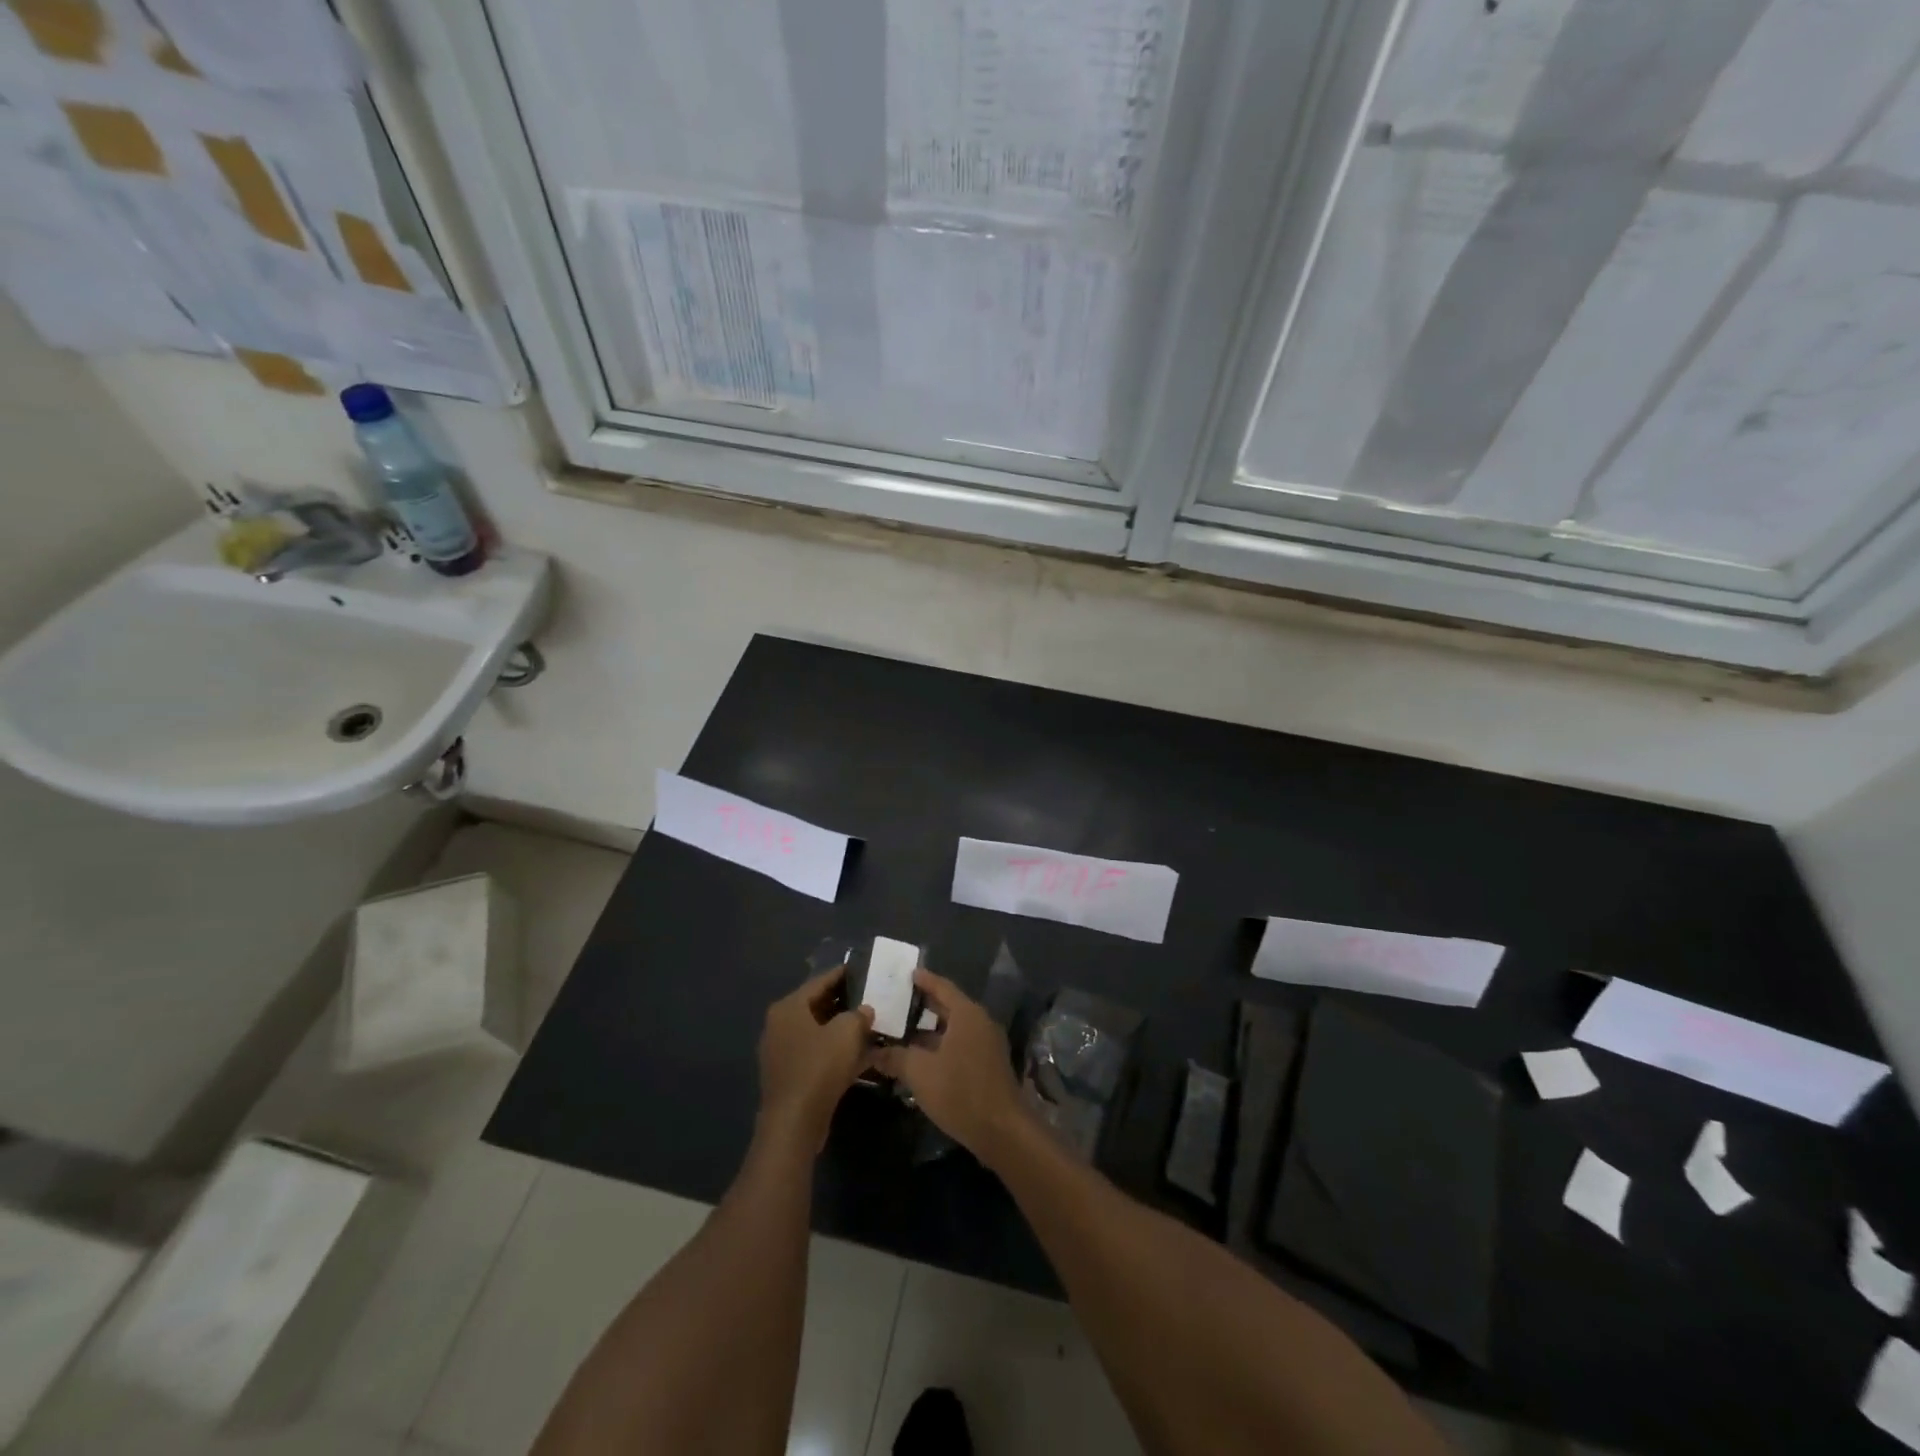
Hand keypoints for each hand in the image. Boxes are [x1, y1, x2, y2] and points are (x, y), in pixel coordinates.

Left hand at [756, 966, 873, 1152]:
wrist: (795, 1123)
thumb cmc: (818, 1067)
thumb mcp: (846, 1032)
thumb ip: (858, 1014)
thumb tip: (864, 1010)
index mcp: (788, 1008)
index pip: (819, 981)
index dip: (843, 974)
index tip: (864, 970)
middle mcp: (780, 1025)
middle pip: (818, 1006)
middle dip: (845, 1002)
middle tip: (871, 997)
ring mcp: (783, 1052)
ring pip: (819, 1032)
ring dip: (843, 1029)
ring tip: (871, 1024)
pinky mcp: (791, 1076)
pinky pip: (818, 1054)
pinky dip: (837, 1051)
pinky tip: (863, 1054)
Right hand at [874, 969, 1025, 1163]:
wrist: (1002, 1131)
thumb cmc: (960, 1092)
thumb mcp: (920, 1073)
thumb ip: (896, 1058)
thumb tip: (874, 1052)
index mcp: (967, 1014)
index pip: (943, 987)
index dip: (924, 980)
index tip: (907, 973)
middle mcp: (980, 1022)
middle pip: (949, 1006)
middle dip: (924, 1004)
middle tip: (899, 1001)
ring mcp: (987, 1044)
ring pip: (954, 1028)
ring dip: (931, 1029)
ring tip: (904, 1030)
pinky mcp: (988, 1065)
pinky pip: (961, 1044)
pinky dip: (941, 1044)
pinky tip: (922, 1057)